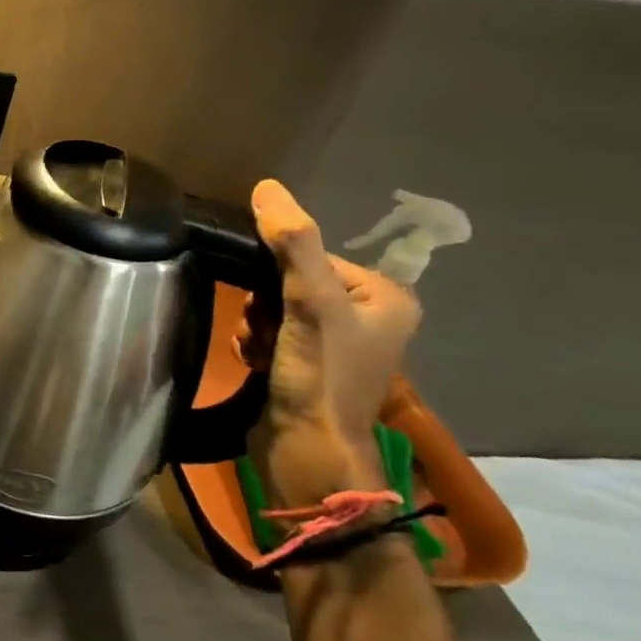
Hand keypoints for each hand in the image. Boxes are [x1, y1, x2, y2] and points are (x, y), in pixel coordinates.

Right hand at [239, 179, 419, 505]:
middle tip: (267, 330)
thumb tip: (266, 186)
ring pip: (274, 309)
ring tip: (260, 352)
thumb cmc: (321, 377)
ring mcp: (337, 347)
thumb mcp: (311, 304)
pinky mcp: (307, 368)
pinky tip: (255, 363)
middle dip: (265, 304)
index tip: (273, 303)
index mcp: (385, 297)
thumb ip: (292, 244)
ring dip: (256, 326)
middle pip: (290, 282)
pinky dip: (256, 345)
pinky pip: (270, 335)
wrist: (306, 453)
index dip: (280, 273)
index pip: (313, 256)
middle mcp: (367, 318)